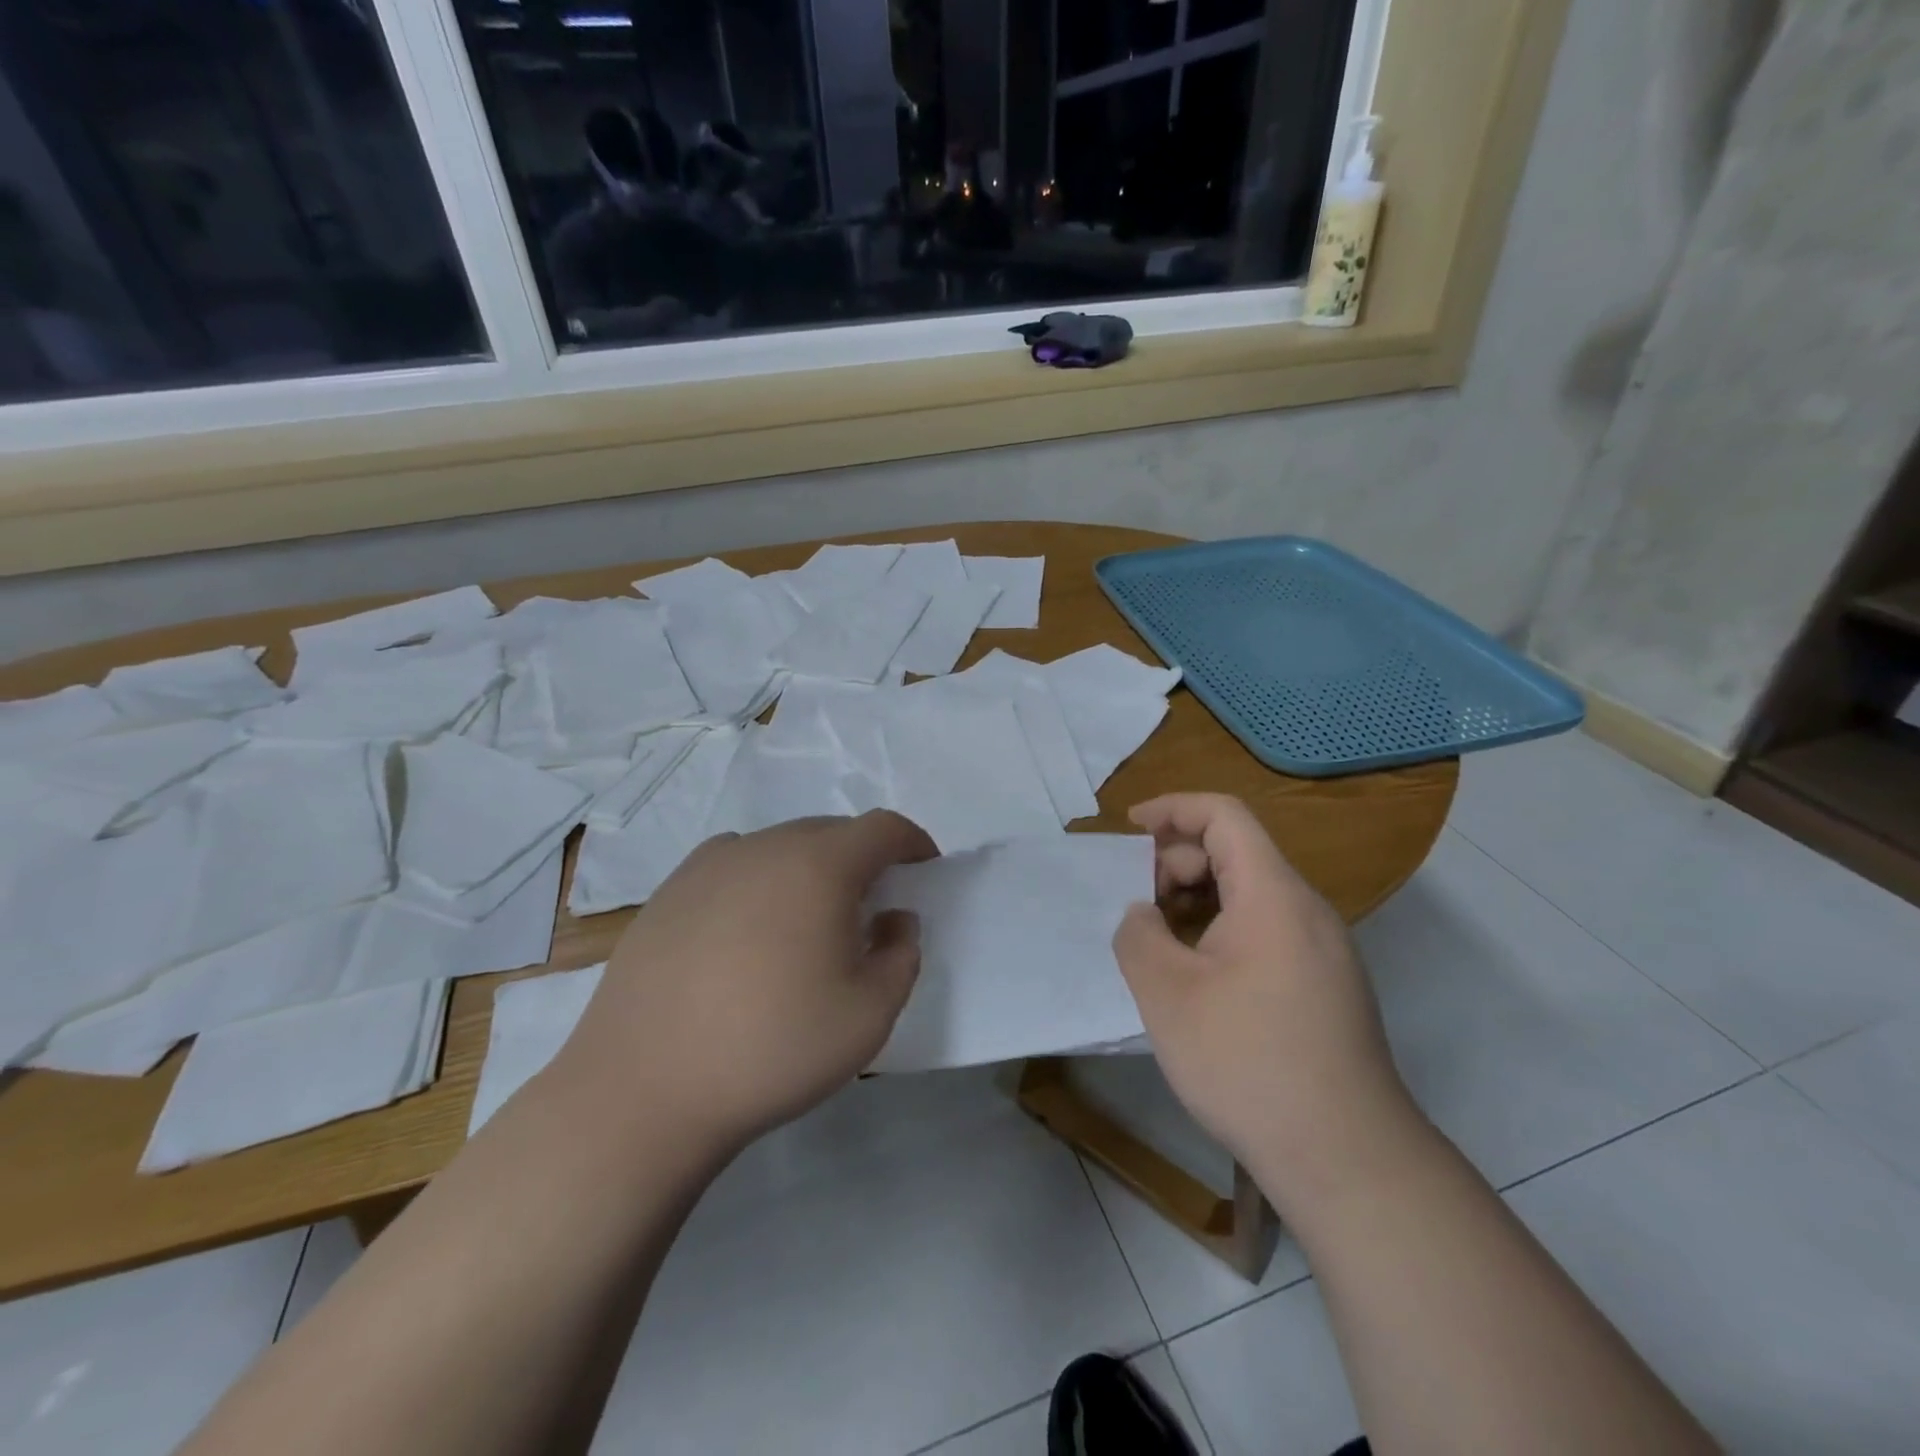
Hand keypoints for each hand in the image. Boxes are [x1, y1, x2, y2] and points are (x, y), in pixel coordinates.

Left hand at [554, 811, 937, 1154]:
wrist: (642, 1089)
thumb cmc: (772, 1047)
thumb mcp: (869, 1014)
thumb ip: (901, 955)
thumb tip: (892, 918)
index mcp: (818, 865)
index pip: (882, 828)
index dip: (913, 843)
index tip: (924, 870)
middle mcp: (763, 847)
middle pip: (831, 832)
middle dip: (862, 860)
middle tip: (870, 909)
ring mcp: (708, 866)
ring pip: (779, 848)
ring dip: (809, 871)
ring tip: (807, 925)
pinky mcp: (668, 893)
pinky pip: (734, 868)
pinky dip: (760, 884)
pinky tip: (749, 934)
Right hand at [1112, 794, 1419, 1211]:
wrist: (1347, 1160)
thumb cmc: (1249, 1063)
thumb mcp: (1167, 994)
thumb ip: (1138, 934)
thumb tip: (1143, 915)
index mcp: (1273, 895)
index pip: (1224, 815)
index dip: (1172, 808)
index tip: (1128, 828)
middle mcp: (1307, 910)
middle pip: (1237, 852)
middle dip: (1177, 862)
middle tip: (1137, 905)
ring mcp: (1323, 950)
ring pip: (1250, 894)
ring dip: (1197, 900)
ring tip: (1158, 942)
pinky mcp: (1326, 985)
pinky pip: (1267, 930)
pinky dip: (1222, 930)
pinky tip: (1195, 977)